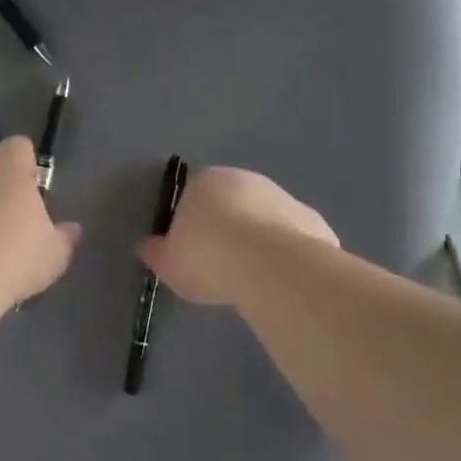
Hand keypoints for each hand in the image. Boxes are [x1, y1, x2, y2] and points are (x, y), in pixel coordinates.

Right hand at [138, 165, 336, 306]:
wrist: (269, 266)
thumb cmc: (207, 257)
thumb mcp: (168, 262)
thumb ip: (157, 252)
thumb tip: (146, 246)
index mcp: (207, 181)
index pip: (193, 195)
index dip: (191, 223)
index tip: (191, 251)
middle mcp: (248, 180)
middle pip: (233, 204)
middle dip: (228, 228)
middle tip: (220, 265)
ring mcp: (284, 198)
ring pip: (265, 219)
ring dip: (259, 240)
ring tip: (251, 278)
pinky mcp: (314, 222)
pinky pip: (293, 239)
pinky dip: (286, 254)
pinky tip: (280, 280)